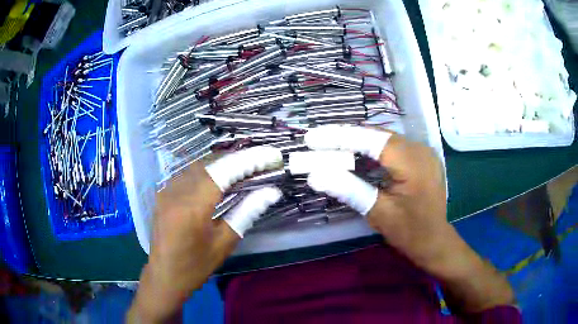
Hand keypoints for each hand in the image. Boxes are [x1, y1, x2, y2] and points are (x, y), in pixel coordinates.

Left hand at [128, 147, 282, 322]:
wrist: (164, 275)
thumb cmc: (196, 265)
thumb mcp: (225, 243)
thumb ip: (247, 212)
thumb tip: (271, 192)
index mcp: (193, 206)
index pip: (224, 170)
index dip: (249, 159)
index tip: (270, 156)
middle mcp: (177, 190)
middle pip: (211, 161)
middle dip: (238, 157)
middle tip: (261, 160)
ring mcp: (167, 189)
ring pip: (199, 163)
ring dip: (223, 161)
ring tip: (245, 165)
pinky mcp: (163, 192)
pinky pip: (188, 172)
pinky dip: (208, 169)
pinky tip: (220, 175)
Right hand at [305, 125, 448, 272]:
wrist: (435, 241)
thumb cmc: (409, 232)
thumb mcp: (378, 213)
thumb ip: (349, 189)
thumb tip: (314, 175)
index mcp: (412, 163)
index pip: (371, 140)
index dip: (340, 136)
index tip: (313, 137)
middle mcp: (420, 149)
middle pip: (377, 135)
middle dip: (346, 136)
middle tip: (318, 141)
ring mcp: (423, 152)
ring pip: (384, 138)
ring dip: (358, 141)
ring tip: (331, 145)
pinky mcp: (422, 158)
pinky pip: (393, 146)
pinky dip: (373, 148)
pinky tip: (357, 154)